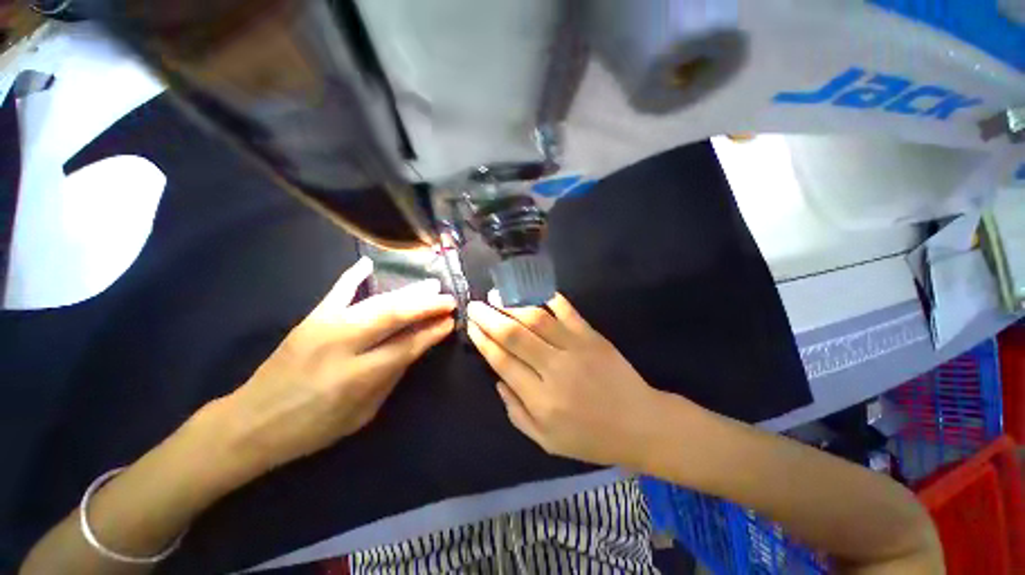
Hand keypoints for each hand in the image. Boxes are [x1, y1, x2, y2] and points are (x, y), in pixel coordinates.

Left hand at [219, 257, 455, 474]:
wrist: (251, 422)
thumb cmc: (313, 427)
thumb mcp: (362, 413)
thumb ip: (391, 376)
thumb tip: (417, 346)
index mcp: (358, 376)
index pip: (407, 345)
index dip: (432, 331)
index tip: (451, 321)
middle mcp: (343, 345)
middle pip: (394, 316)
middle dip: (426, 305)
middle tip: (448, 299)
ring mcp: (324, 327)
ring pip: (375, 302)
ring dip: (407, 292)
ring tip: (431, 285)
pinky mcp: (310, 319)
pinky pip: (336, 292)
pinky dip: (353, 276)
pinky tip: (369, 263)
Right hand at [466, 292, 671, 468]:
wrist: (640, 424)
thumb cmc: (591, 437)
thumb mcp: (547, 441)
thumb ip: (517, 411)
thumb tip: (498, 380)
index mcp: (541, 399)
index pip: (502, 362)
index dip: (484, 341)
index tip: (471, 326)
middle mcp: (555, 369)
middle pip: (514, 336)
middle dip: (490, 318)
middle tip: (475, 305)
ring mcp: (576, 348)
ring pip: (537, 319)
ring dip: (513, 305)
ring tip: (497, 295)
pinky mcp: (592, 336)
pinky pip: (567, 311)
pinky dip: (548, 298)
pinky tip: (533, 291)